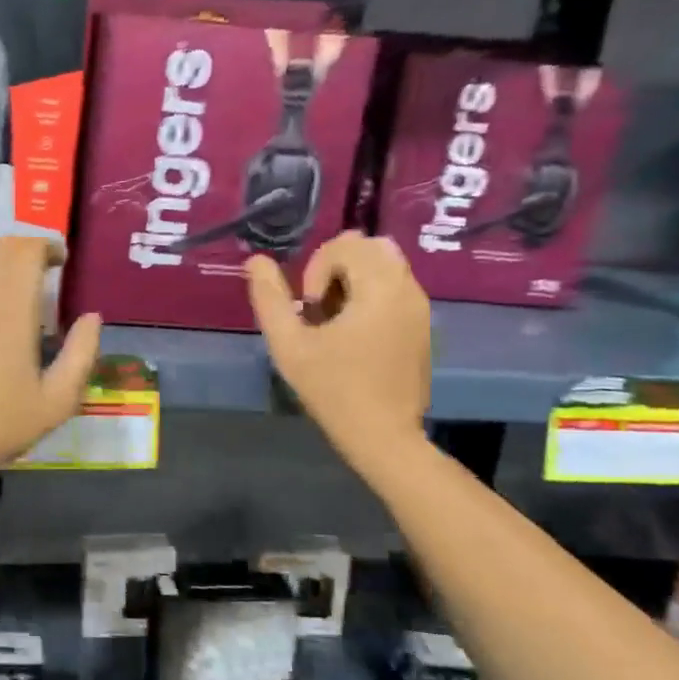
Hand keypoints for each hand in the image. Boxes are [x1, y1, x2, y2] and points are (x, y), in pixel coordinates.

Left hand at [0, 237, 101, 484]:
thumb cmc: (2, 425)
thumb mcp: (58, 400)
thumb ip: (82, 353)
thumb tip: (92, 317)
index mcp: (11, 311)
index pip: (25, 250)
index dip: (46, 245)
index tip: (61, 261)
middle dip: (23, 251)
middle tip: (41, 272)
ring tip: (10, 286)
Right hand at [246, 232, 430, 473]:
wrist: (383, 435)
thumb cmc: (333, 389)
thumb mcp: (289, 345)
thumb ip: (270, 298)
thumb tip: (256, 261)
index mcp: (379, 288)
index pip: (346, 244)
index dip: (317, 269)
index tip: (311, 310)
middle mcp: (407, 288)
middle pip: (370, 246)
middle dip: (337, 267)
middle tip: (322, 308)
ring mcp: (420, 307)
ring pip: (384, 264)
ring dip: (353, 280)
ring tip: (336, 321)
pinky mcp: (422, 324)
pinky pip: (395, 286)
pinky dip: (370, 294)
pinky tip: (354, 334)